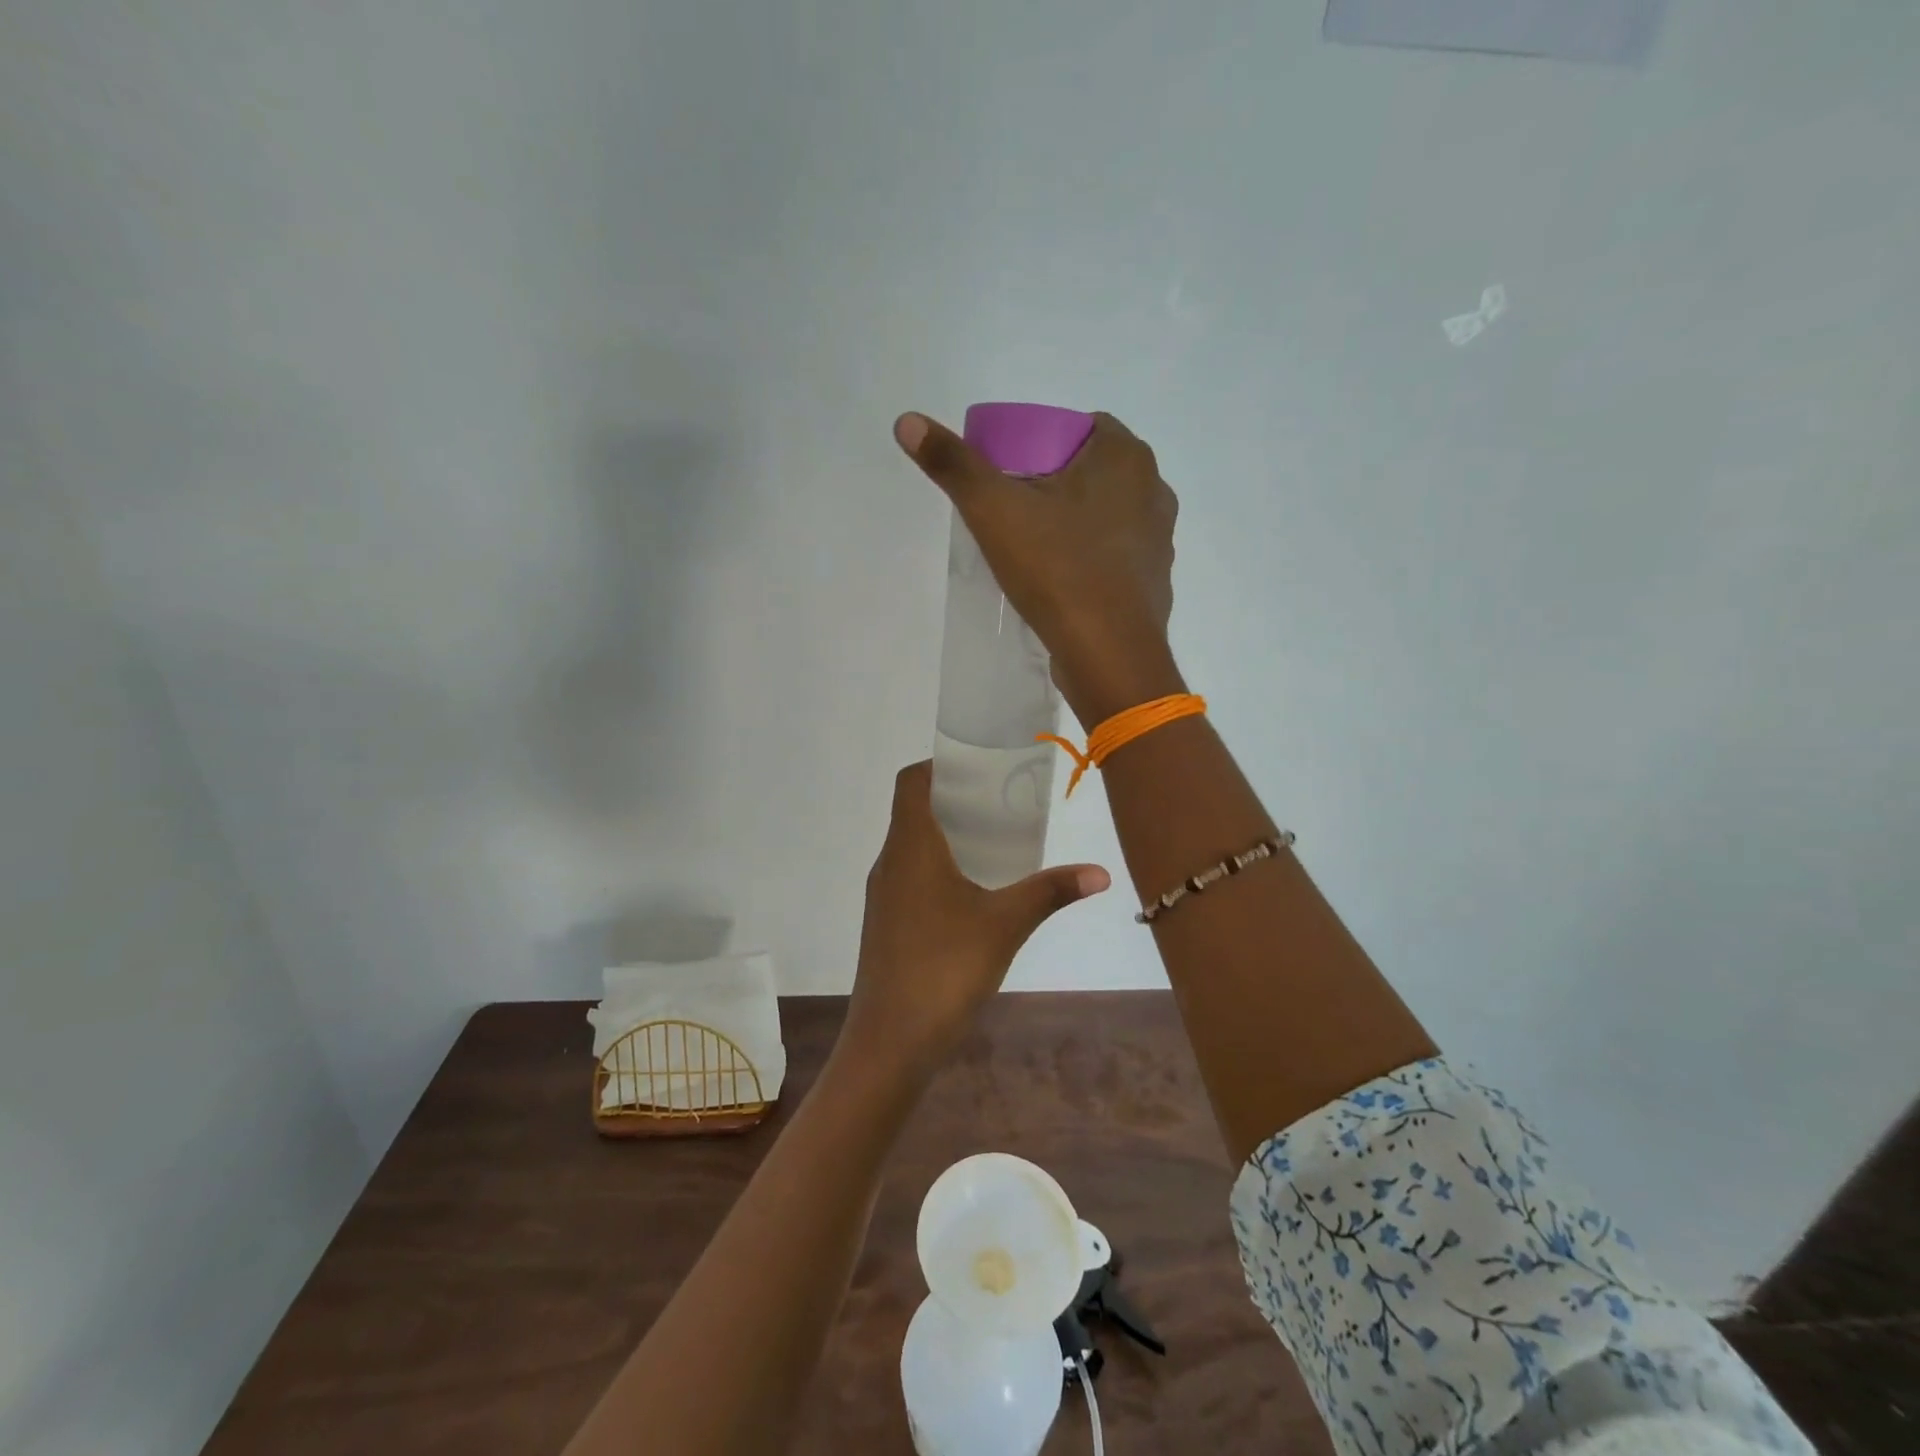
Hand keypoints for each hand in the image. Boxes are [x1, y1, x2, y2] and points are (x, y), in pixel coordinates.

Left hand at [841, 763, 1109, 1075]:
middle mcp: (889, 862)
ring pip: (912, 845)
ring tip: (994, 840)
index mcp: (911, 846)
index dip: (939, 765)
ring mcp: (883, 895)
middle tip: (1001, 801)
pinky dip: (938, 866)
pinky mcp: (886, 923)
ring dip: (947, 834)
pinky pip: (910, 875)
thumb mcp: (1006, 924)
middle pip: (913, 810)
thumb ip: (1050, 891)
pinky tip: (973, 890)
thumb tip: (1100, 872)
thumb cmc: (945, 968)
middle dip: (954, 799)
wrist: (890, 1042)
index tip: (979, 767)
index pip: (911, 782)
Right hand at [894, 411, 1182, 725]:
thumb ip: (954, 464)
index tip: (1011, 473)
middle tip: (1013, 510)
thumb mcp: (994, 511)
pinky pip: (1115, 554)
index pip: (1082, 426)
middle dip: (1054, 483)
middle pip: (1093, 471)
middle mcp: (1154, 490)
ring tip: (1034, 548)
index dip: (1042, 441)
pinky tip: (1061, 581)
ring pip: (1107, 514)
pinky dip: (1090, 558)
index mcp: (1126, 457)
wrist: (1108, 655)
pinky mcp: (1154, 581)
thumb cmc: (1057, 570)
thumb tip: (907, 421)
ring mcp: (1159, 540)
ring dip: (1074, 522)